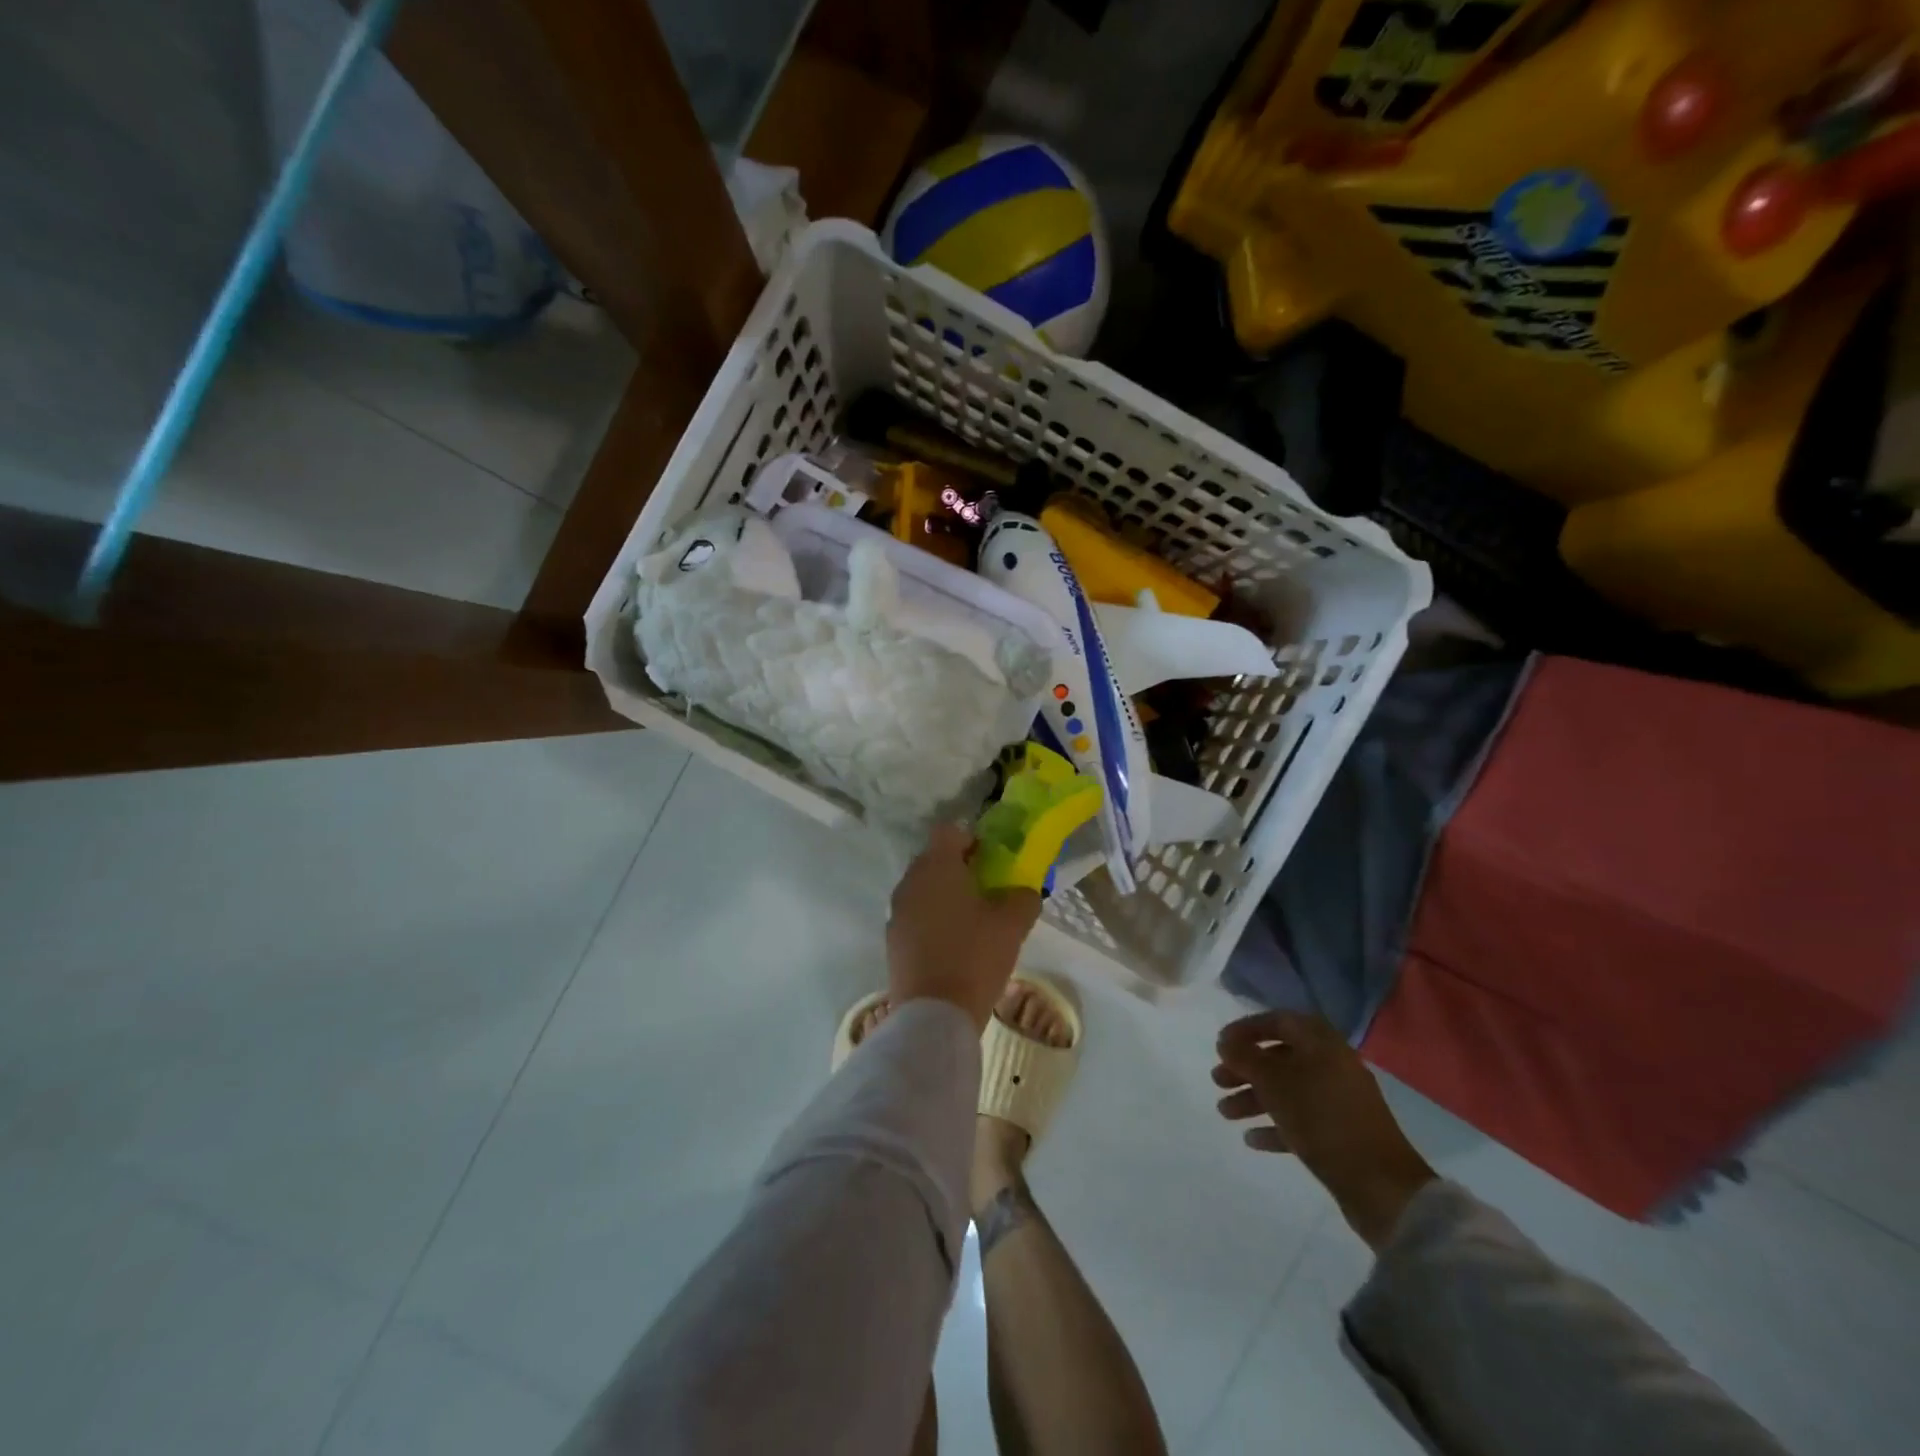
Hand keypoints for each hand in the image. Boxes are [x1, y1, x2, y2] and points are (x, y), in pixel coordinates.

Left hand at [887, 822, 1041, 1030]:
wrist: (934, 1014)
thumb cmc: (975, 956)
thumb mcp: (1013, 924)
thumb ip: (1023, 897)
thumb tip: (1022, 891)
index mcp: (936, 866)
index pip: (949, 831)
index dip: (971, 839)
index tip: (991, 861)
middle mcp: (910, 881)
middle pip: (934, 860)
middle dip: (959, 869)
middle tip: (987, 891)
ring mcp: (897, 912)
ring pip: (923, 889)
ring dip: (945, 897)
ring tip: (972, 923)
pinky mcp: (892, 940)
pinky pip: (915, 917)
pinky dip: (932, 922)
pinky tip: (954, 947)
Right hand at [1212, 1011, 1435, 1250]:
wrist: (1380, 1185)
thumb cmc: (1322, 1119)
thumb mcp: (1275, 1082)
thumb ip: (1246, 1057)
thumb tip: (1226, 1041)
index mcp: (1321, 1044)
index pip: (1279, 1021)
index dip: (1247, 1029)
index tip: (1220, 1044)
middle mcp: (1332, 1065)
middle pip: (1280, 1057)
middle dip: (1246, 1068)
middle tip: (1218, 1081)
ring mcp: (1339, 1101)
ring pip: (1288, 1090)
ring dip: (1254, 1098)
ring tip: (1225, 1113)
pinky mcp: (1341, 1134)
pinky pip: (1301, 1120)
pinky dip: (1275, 1125)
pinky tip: (1252, 1139)